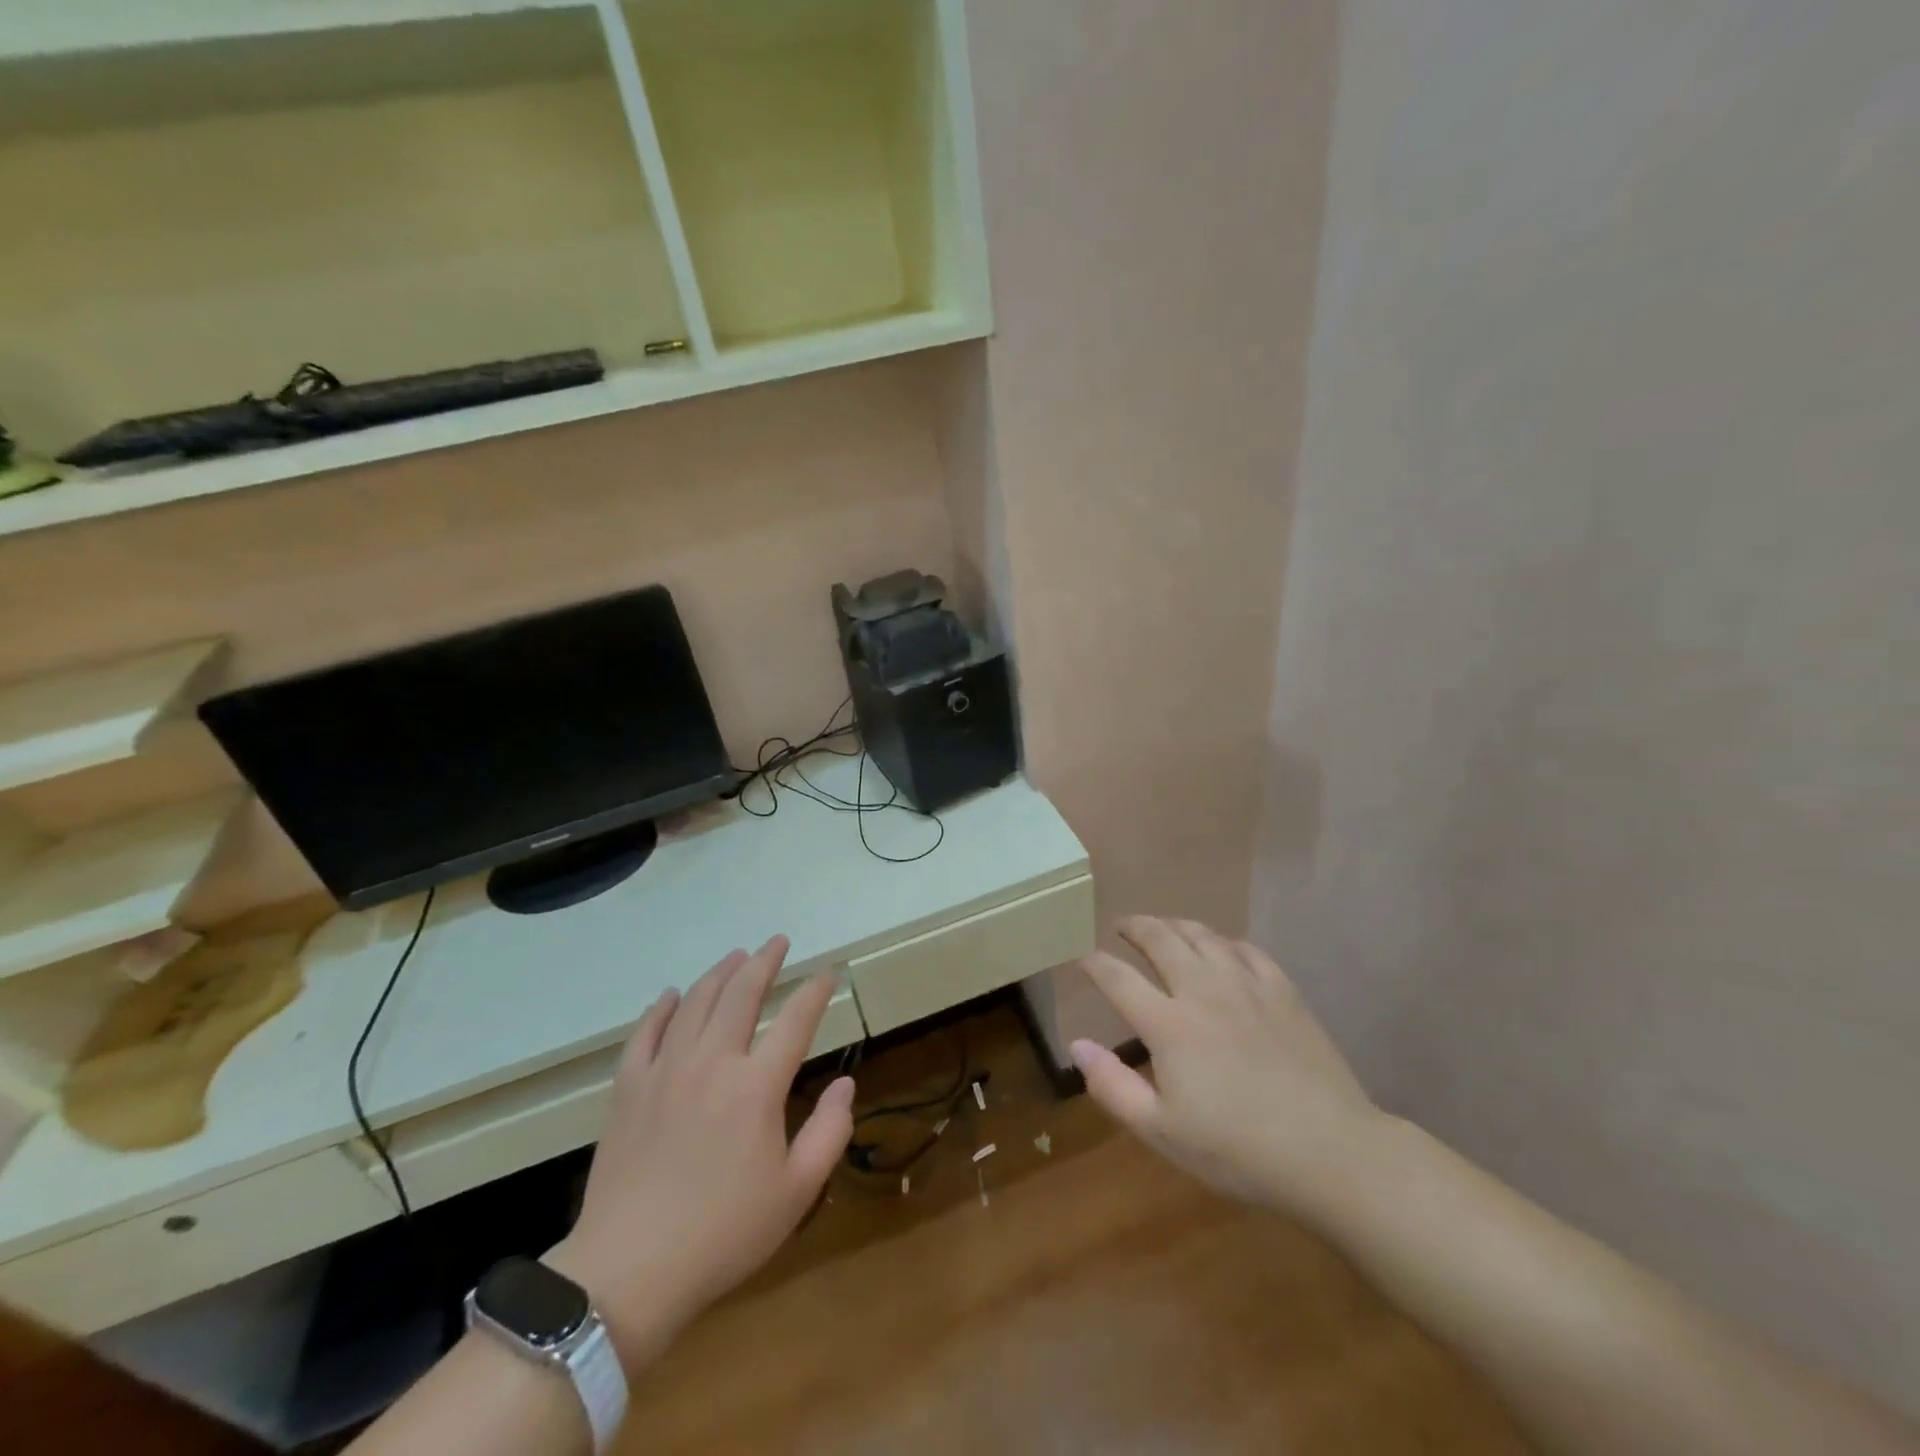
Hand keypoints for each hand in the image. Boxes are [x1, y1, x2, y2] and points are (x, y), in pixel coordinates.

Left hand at [547, 937, 853, 1370]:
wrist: (628, 1272)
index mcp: (756, 1086)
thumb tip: (844, 1084)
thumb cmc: (723, 1234)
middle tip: (777, 942)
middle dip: (764, 962)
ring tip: (735, 956)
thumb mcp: (796, 1192)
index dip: (814, 992)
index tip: (826, 974)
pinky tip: (670, 995)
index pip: (795, 1021)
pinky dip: (661, 1008)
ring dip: (719, 974)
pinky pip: (645, 1033)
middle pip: (741, 994)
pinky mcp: (628, 1089)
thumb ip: (829, 1132)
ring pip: (695, 1003)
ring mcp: (665, 1071)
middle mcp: (712, 1062)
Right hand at [1072, 916, 1385, 1223]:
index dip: (1095, 964)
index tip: (1083, 959)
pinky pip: (1246, 949)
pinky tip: (1221, 949)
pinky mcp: (1283, 991)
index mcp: (1168, 1024)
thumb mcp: (1162, 1132)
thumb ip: (1113, 1086)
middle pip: (1160, 939)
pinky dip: (1223, 941)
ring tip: (1163, 927)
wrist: (1331, 1152)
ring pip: (1202, 935)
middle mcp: (1202, 990)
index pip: (1118, 978)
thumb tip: (1077, 1045)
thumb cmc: (1238, 1150)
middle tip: (1122, 927)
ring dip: (1175, 925)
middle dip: (1135, 927)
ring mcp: (1246, 986)